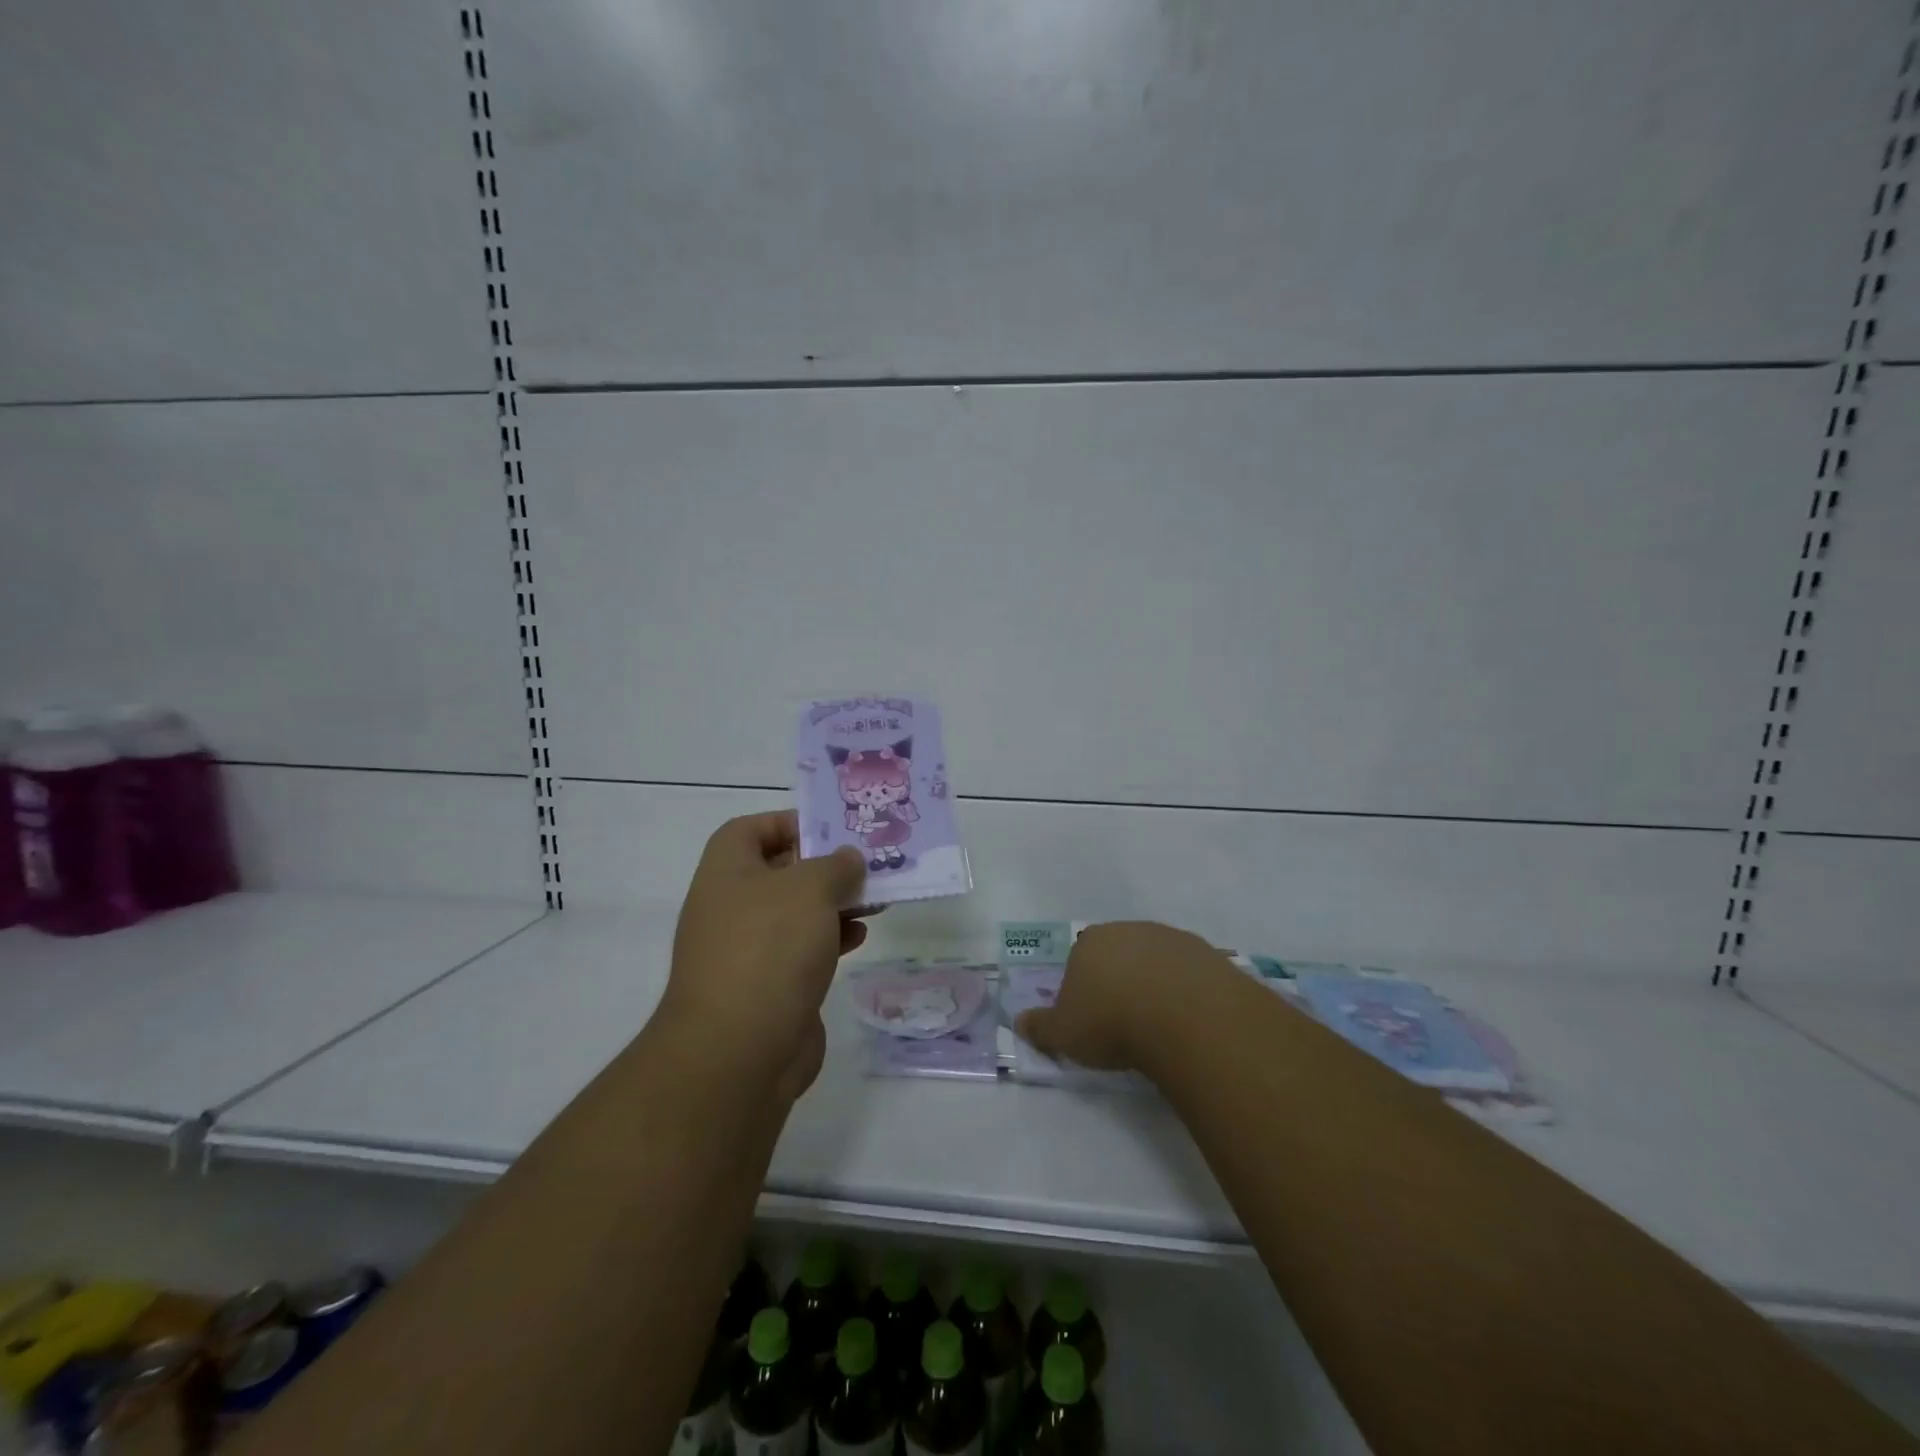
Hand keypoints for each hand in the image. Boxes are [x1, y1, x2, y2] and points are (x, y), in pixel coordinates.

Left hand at [661, 811, 868, 1100]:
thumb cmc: (770, 949)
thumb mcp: (810, 889)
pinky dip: (830, 939)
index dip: (789, 822)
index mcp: (726, 872)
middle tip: (866, 863)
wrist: (739, 1050)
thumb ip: (835, 865)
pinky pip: (801, 949)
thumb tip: (847, 860)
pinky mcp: (767, 986)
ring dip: (834, 903)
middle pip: (779, 871)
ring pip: (795, 912)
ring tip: (875, 899)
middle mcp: (730, 906)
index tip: (831, 831)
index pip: (751, 829)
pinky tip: (859, 938)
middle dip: (824, 866)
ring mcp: (747, 950)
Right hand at [1015, 921, 1230, 1072]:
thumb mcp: (1064, 1034)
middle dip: (1120, 980)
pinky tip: (1190, 1020)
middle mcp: (1129, 930)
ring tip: (1161, 1025)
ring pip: (1157, 960)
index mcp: (1090, 941)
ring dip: (1156, 983)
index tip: (1092, 1018)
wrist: (1183, 1016)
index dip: (1085, 987)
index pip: (1080, 958)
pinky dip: (1188, 991)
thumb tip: (1019, 1022)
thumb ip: (1040, 1027)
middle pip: (1120, 953)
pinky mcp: (1207, 954)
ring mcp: (1171, 938)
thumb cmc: (1111, 1022)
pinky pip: (1190, 973)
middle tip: (1125, 1021)